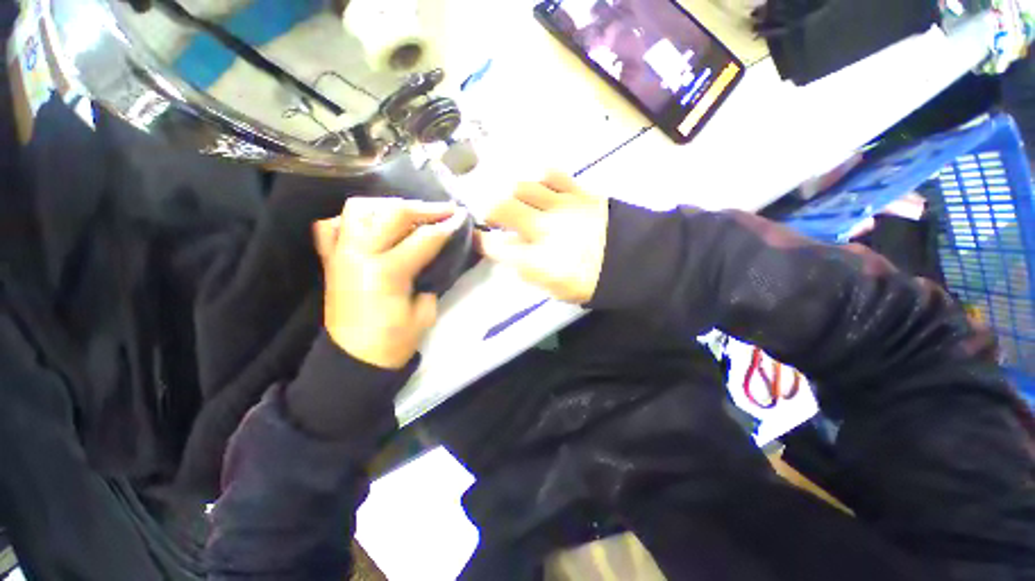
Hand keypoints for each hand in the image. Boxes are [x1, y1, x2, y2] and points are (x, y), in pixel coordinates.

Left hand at [312, 198, 466, 368]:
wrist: (354, 359)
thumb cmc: (394, 342)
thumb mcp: (424, 312)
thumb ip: (430, 278)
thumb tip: (436, 255)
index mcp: (387, 272)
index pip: (424, 239)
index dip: (447, 226)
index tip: (462, 217)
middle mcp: (360, 254)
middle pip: (393, 213)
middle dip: (425, 208)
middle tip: (445, 209)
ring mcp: (340, 253)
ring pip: (360, 208)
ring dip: (389, 205)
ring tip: (409, 212)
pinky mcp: (330, 259)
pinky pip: (333, 225)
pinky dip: (353, 219)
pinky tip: (372, 224)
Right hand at [479, 171, 608, 303]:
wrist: (634, 262)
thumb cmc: (591, 281)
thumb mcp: (555, 289)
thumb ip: (528, 271)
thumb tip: (511, 254)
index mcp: (537, 260)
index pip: (495, 246)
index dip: (480, 241)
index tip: (477, 238)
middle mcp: (544, 229)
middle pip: (501, 207)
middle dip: (489, 211)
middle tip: (493, 217)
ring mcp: (562, 207)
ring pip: (522, 187)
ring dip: (513, 194)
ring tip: (518, 202)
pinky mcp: (580, 192)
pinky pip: (553, 175)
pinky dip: (541, 178)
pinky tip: (541, 187)